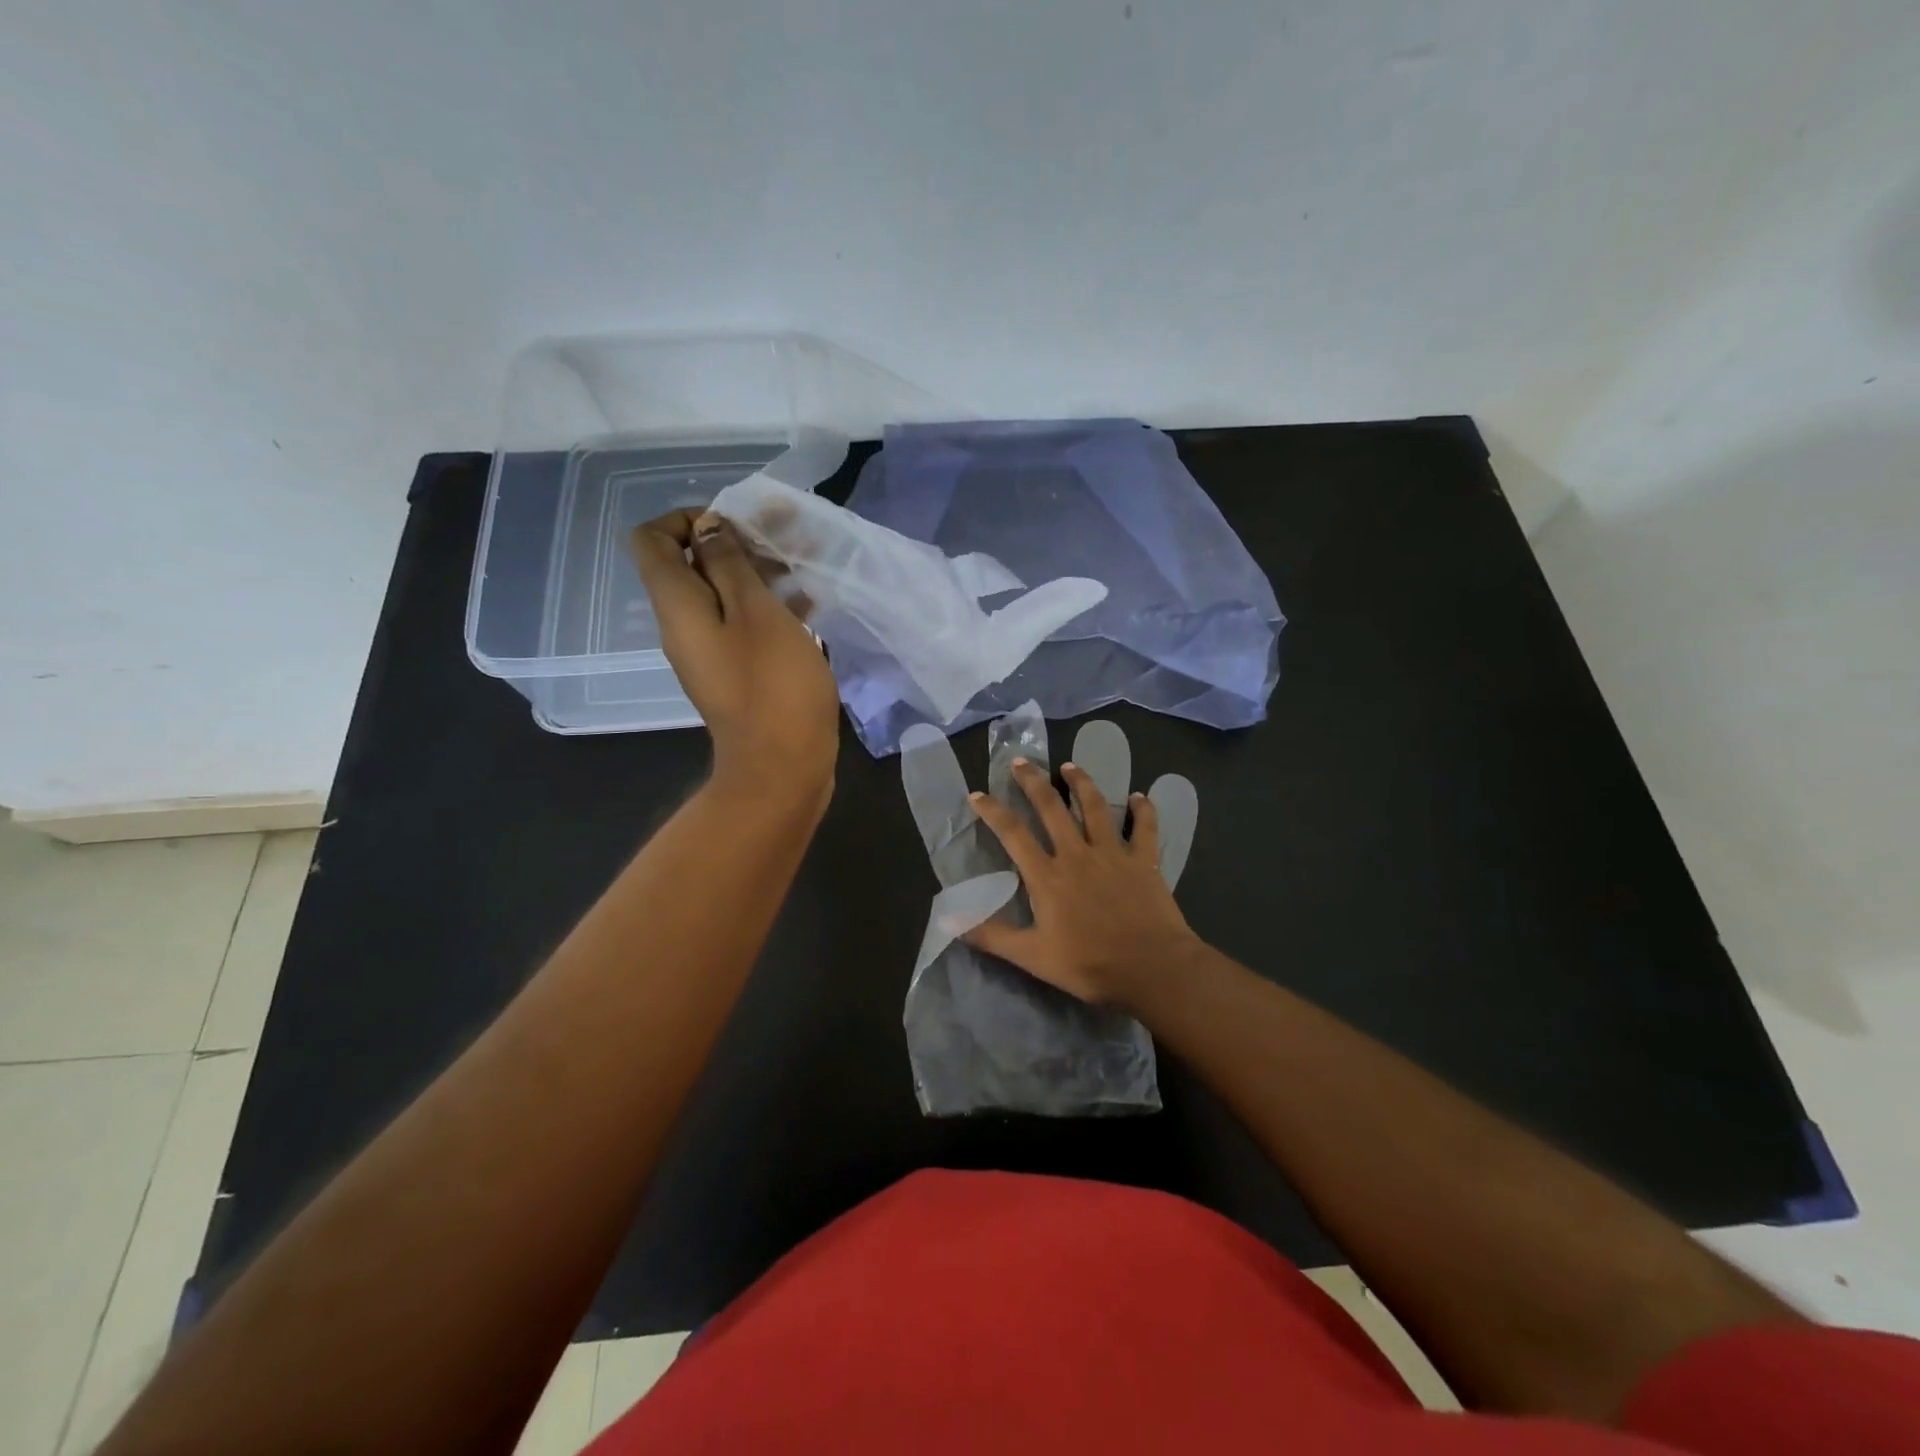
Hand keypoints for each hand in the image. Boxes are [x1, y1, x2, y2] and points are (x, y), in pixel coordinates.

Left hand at [630, 511, 840, 807]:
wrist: (781, 767)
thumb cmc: (772, 684)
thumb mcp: (757, 612)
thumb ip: (730, 564)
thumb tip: (708, 529)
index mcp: (677, 604)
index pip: (652, 539)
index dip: (688, 519)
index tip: (736, 524)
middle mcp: (684, 625)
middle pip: (693, 564)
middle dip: (737, 541)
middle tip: (787, 536)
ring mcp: (712, 652)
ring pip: (726, 594)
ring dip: (762, 573)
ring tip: (809, 564)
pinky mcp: (738, 673)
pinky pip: (745, 625)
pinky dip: (771, 607)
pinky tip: (811, 604)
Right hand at [965, 758, 1198, 1005]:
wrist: (1152, 968)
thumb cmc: (1090, 965)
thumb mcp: (1033, 957)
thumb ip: (993, 936)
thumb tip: (950, 922)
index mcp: (1047, 876)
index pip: (1013, 834)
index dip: (993, 811)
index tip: (977, 794)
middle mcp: (1077, 854)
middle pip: (1052, 808)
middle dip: (1033, 782)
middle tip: (1020, 761)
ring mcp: (1113, 854)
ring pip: (1095, 807)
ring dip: (1081, 783)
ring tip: (1070, 765)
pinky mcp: (1144, 861)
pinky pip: (1144, 828)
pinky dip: (1143, 809)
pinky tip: (1140, 796)